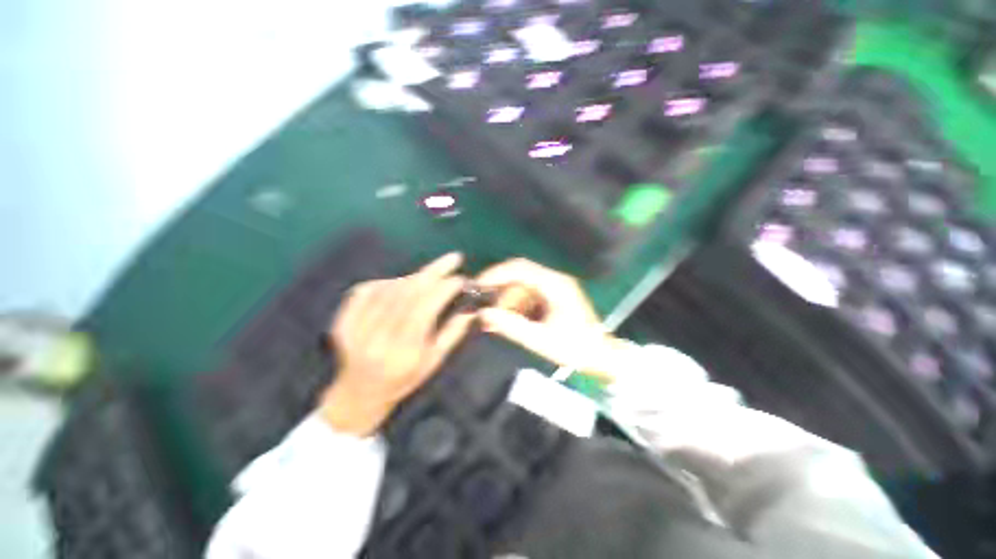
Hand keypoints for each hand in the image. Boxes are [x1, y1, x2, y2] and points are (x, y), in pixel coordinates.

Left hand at [319, 253, 475, 435]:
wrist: (359, 393)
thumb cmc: (403, 379)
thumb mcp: (433, 362)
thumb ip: (453, 333)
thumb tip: (471, 309)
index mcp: (402, 352)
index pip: (424, 309)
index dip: (443, 289)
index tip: (460, 278)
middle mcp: (376, 338)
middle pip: (407, 293)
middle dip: (433, 272)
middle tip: (452, 259)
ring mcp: (355, 328)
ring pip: (390, 288)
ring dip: (414, 277)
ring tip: (431, 275)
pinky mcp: (342, 320)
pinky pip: (367, 289)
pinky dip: (389, 281)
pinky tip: (402, 283)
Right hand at [475, 258, 623, 376]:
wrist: (601, 356)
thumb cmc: (574, 348)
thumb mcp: (541, 340)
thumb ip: (512, 326)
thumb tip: (483, 314)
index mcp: (555, 284)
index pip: (519, 268)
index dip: (496, 274)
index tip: (477, 285)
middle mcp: (554, 280)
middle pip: (518, 274)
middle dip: (499, 289)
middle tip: (482, 305)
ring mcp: (554, 287)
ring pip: (521, 285)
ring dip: (506, 300)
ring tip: (494, 319)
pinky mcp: (552, 296)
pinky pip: (527, 295)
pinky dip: (515, 305)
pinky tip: (507, 320)